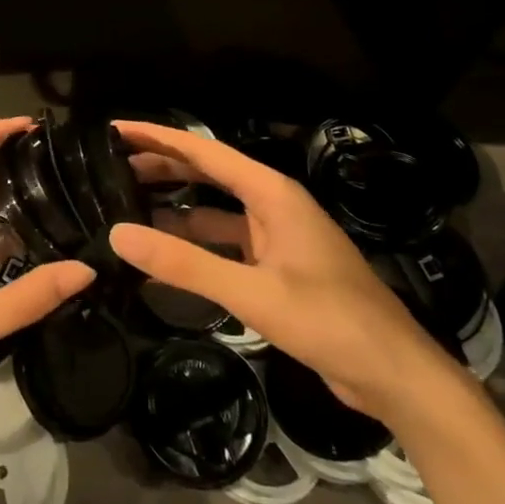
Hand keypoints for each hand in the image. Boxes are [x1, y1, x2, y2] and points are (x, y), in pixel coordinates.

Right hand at [109, 120, 451, 421]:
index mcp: (272, 194)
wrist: (394, 374)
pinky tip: (165, 256)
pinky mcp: (277, 268)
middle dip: (162, 167)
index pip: (204, 152)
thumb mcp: (253, 292)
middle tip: (110, 166)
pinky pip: (225, 244)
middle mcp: (273, 205)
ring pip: (214, 211)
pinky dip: (194, 245)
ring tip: (126, 206)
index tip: (117, 129)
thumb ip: (185, 264)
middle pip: (208, 174)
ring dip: (175, 207)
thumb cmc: (330, 321)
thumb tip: (118, 234)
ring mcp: (276, 237)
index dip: (159, 137)